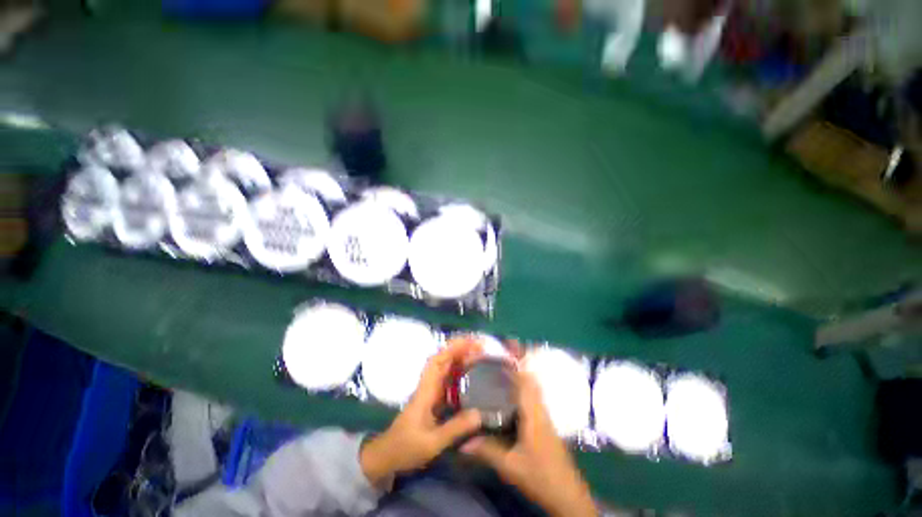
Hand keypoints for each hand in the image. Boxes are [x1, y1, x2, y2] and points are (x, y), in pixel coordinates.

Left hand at [360, 337, 483, 486]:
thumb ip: (455, 428)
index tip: (475, 342)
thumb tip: (481, 413)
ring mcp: (428, 401)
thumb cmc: (405, 449)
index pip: (437, 363)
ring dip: (461, 364)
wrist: (386, 458)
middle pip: (442, 365)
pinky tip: (475, 386)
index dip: (454, 349)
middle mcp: (426, 393)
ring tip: (484, 361)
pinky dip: (461, 381)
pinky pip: (448, 389)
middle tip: (486, 349)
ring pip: (445, 375)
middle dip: (461, 352)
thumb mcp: (432, 442)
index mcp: (424, 395)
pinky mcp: (431, 410)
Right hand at [460, 367, 595, 516]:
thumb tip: (461, 442)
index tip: (505, 348)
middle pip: (531, 386)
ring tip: (492, 380)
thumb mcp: (509, 465)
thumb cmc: (539, 476)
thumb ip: (486, 451)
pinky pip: (530, 410)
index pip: (528, 383)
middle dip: (516, 370)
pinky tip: (502, 409)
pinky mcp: (544, 434)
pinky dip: (518, 401)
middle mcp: (542, 416)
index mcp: (536, 418)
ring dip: (517, 385)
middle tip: (491, 363)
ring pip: (531, 398)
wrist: (564, 493)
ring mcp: (545, 425)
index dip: (518, 364)